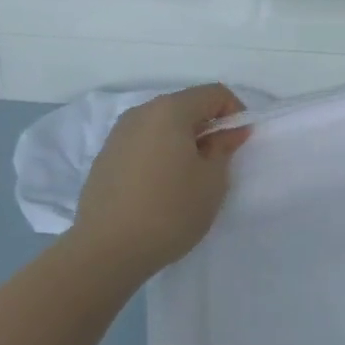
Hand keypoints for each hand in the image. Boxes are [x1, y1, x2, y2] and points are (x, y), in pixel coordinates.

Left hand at [68, 84, 249, 278]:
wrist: (106, 250)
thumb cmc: (170, 211)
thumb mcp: (212, 181)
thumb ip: (224, 148)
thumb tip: (230, 131)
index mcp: (170, 110)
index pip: (214, 94)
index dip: (235, 113)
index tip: (239, 144)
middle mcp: (140, 113)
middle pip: (185, 106)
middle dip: (207, 128)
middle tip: (217, 164)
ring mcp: (118, 134)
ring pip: (162, 126)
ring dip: (182, 142)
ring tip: (188, 178)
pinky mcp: (105, 157)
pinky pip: (142, 144)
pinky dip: (159, 154)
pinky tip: (160, 189)